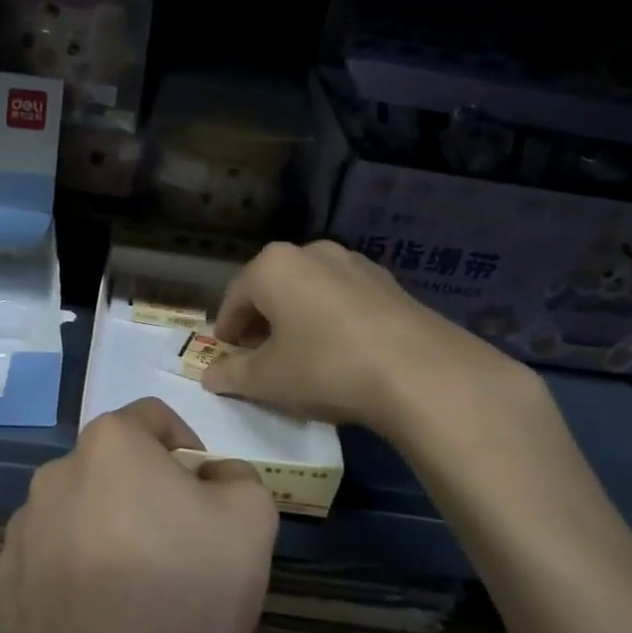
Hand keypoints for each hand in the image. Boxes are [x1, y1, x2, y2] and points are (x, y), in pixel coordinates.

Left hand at [0, 398, 278, 632]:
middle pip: (107, 467)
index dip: (183, 445)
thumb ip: (235, 473)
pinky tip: (91, 619)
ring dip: (98, 531)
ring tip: (130, 587)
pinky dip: (64, 578)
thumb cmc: (193, 591)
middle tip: (172, 541)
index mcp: (110, 445)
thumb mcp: (253, 515)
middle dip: (139, 490)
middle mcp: (53, 474)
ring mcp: (18, 533)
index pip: (150, 418)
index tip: (201, 487)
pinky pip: (40, 566)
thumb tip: (209, 476)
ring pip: (70, 514)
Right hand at [203, 239, 537, 437]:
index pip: (233, 298)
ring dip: (297, 319)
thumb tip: (211, 376)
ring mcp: (355, 263)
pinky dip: (331, 320)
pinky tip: (341, 352)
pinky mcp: (389, 282)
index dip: (226, 332)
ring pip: (310, 291)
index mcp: (272, 266)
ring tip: (302, 356)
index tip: (227, 360)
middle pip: (272, 289)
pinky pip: (344, 299)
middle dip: (261, 323)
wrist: (420, 373)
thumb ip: (232, 375)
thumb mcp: (267, 380)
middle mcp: (311, 252)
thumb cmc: (325, 368)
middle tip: (260, 359)